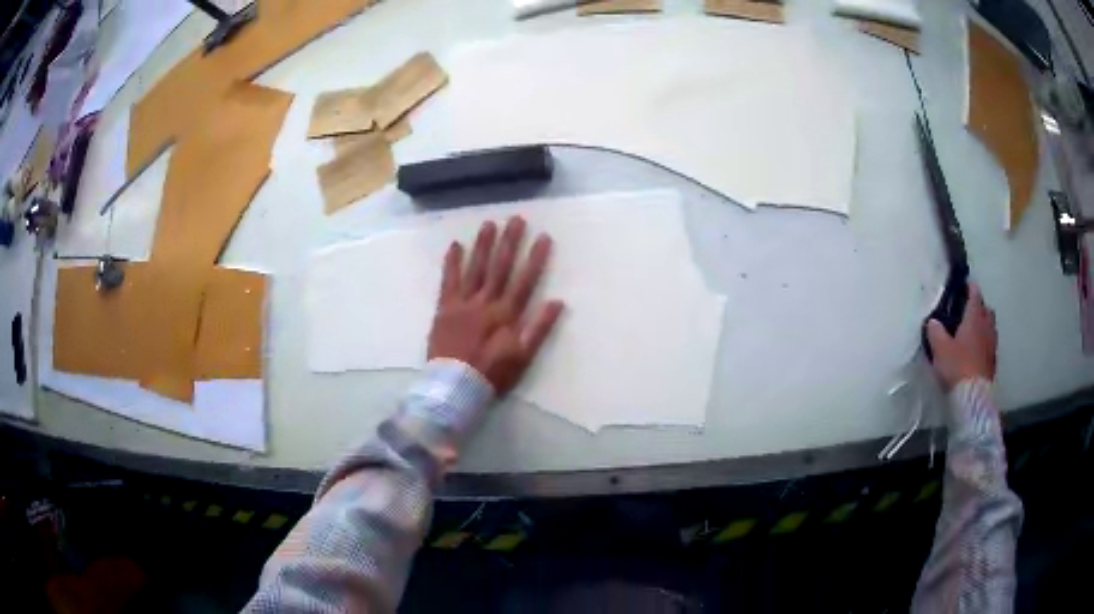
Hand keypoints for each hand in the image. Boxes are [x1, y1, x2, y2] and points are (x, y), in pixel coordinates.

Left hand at [427, 217, 564, 393]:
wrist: (454, 386)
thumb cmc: (492, 374)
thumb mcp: (523, 357)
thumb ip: (540, 328)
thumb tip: (557, 302)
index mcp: (506, 314)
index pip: (525, 280)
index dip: (535, 258)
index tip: (543, 237)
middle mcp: (486, 302)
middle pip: (500, 267)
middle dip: (510, 242)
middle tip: (516, 219)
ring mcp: (463, 303)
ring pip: (475, 269)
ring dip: (483, 245)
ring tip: (489, 224)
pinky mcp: (444, 308)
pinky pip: (448, 281)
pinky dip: (452, 263)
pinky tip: (455, 245)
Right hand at [926, 283, 997, 390]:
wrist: (973, 396)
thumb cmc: (957, 366)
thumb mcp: (940, 348)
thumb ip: (936, 332)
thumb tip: (933, 321)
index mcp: (974, 318)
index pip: (975, 295)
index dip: (970, 288)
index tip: (965, 285)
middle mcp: (986, 327)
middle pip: (986, 310)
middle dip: (980, 307)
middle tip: (969, 311)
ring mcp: (992, 345)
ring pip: (990, 327)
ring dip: (984, 326)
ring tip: (974, 332)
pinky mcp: (993, 362)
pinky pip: (990, 345)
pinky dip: (985, 343)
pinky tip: (977, 351)